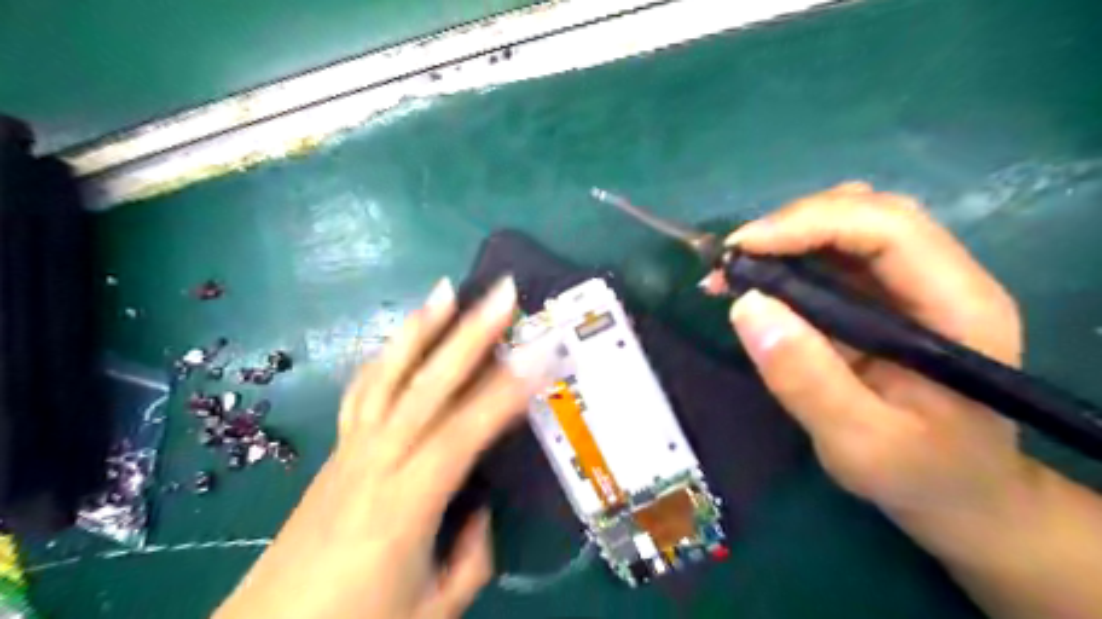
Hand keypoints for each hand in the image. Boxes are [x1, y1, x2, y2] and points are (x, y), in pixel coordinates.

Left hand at [214, 276, 554, 618]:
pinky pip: (364, 390)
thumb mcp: (434, 608)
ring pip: (389, 375)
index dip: (507, 389)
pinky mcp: (336, 449)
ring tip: (445, 290)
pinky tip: (403, 336)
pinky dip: (387, 356)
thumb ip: (472, 556)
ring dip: (420, 328)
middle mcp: (377, 461)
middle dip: (469, 333)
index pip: (467, 431)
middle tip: (501, 293)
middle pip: (428, 384)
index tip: (542, 351)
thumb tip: (483, 508)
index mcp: (406, 502)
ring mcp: (351, 449)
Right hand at [720, 181, 1028, 539]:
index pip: (888, 228)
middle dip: (790, 224)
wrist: (959, 490)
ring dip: (785, 235)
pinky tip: (755, 280)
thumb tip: (745, 306)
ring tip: (736, 270)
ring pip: (847, 222)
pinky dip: (787, 255)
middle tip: (731, 261)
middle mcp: (942, 278)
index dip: (809, 223)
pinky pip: (832, 252)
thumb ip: (806, 380)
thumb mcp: (859, 443)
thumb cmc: (920, 473)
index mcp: (958, 308)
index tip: (740, 250)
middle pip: (866, 210)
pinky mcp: (882, 294)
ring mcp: (911, 282)